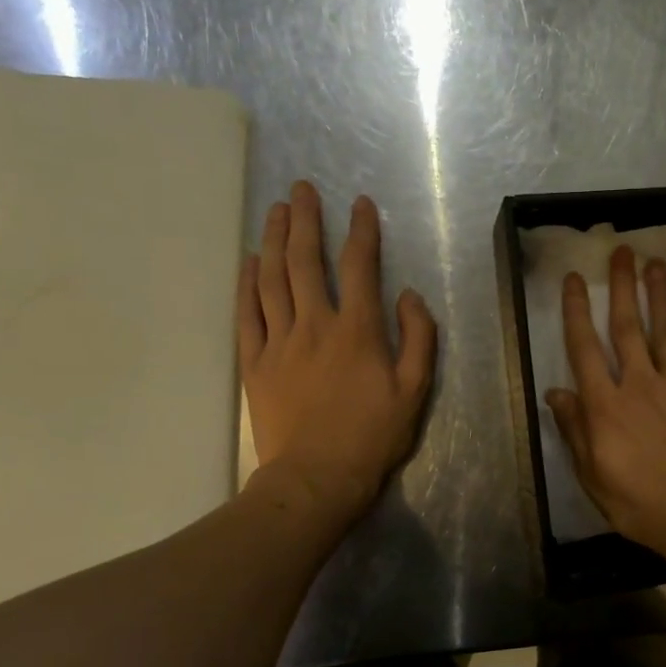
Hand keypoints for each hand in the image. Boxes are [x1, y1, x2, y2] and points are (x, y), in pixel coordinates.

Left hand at [238, 182, 435, 517]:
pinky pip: (247, 314)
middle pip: (306, 261)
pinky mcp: (255, 363)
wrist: (317, 478)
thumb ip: (418, 337)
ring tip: (276, 210)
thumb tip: (407, 295)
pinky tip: (249, 261)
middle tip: (301, 188)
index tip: (361, 204)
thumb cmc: (372, 435)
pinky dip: (247, 283)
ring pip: (272, 279)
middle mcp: (315, 325)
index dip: (361, 231)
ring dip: (275, 240)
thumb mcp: (415, 390)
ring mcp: (279, 342)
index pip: (359, 267)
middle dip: (306, 220)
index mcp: (358, 331)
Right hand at [547, 246, 665, 563]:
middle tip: (622, 252)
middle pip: (627, 327)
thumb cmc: (644, 504)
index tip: (575, 279)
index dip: (577, 311)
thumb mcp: (595, 477)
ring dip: (659, 296)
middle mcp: (639, 384)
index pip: (585, 349)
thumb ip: (575, 432)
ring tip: (655, 264)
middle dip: (622, 287)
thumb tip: (556, 392)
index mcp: (605, 406)